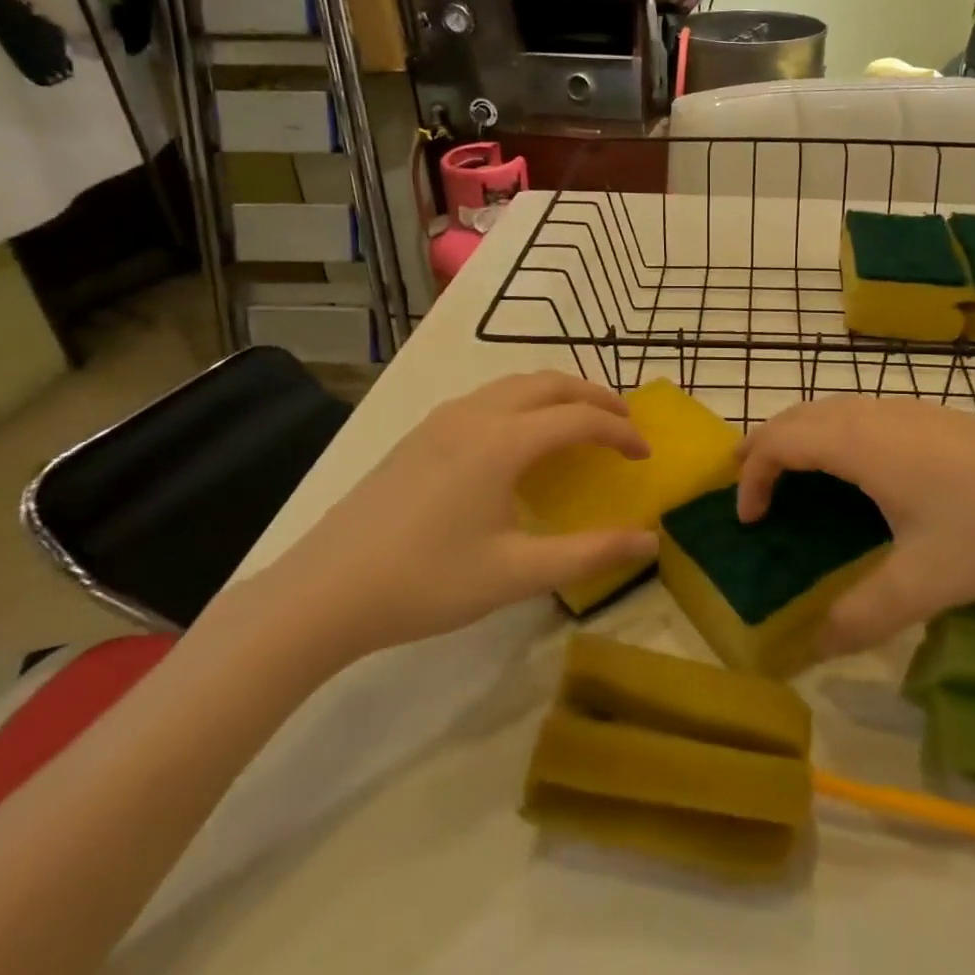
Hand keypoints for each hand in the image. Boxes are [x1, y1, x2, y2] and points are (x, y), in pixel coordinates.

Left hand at [256, 373, 656, 667]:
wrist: (324, 591)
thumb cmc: (426, 582)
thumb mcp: (516, 574)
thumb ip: (590, 553)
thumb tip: (650, 539)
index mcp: (502, 442)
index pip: (580, 419)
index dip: (621, 431)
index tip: (645, 455)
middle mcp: (475, 415)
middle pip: (549, 383)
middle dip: (594, 397)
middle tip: (624, 423)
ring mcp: (442, 420)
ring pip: (515, 385)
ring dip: (557, 395)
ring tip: (580, 424)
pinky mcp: (420, 433)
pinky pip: (487, 398)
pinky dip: (524, 403)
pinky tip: (520, 441)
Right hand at [737, 398, 974, 654]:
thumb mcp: (925, 583)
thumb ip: (862, 617)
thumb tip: (813, 647)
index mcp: (861, 444)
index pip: (781, 442)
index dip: (753, 476)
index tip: (749, 521)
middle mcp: (875, 415)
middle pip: (798, 415)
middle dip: (764, 445)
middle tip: (747, 487)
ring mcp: (907, 410)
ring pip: (831, 409)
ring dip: (799, 436)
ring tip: (790, 476)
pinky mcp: (933, 417)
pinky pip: (859, 414)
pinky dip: (831, 435)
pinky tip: (856, 473)